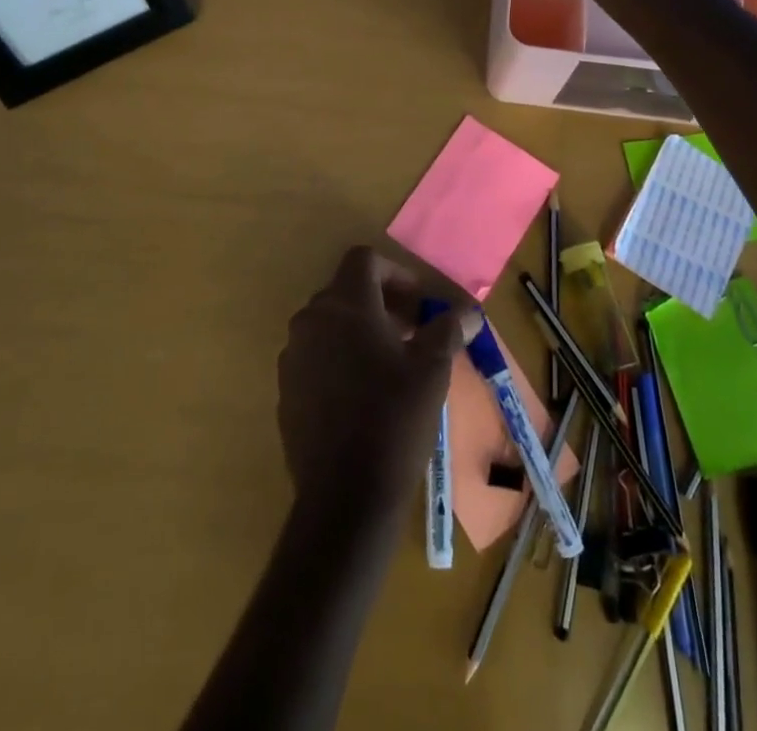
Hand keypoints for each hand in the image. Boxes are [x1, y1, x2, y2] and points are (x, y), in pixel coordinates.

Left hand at [277, 248, 477, 520]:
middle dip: (381, 303)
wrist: (344, 496)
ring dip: (360, 331)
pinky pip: (315, 357)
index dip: (396, 273)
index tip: (419, 303)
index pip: (364, 260)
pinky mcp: (286, 390)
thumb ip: (448, 329)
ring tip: (391, 365)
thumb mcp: (432, 369)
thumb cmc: (393, 419)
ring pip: (329, 325)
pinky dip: (339, 359)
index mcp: (345, 304)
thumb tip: (470, 310)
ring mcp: (293, 356)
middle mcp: (311, 320)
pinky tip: (363, 396)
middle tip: (412, 333)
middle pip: (346, 291)